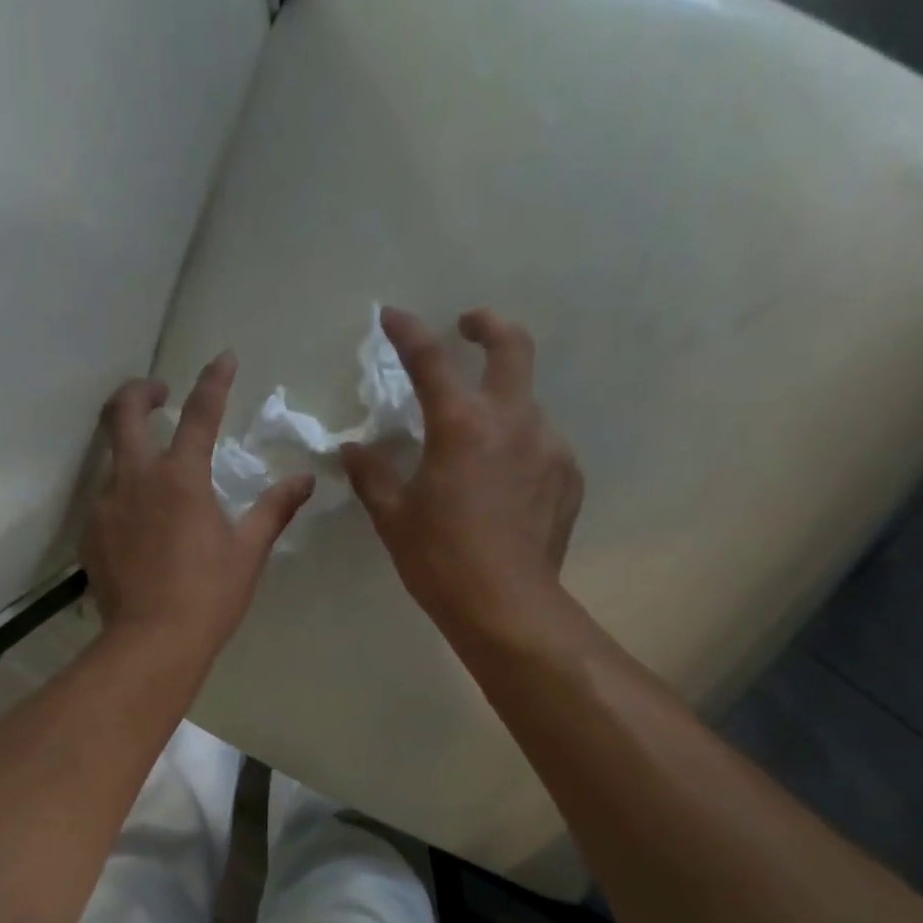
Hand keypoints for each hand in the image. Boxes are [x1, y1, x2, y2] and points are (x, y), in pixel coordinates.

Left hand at [84, 352, 313, 652]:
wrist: (153, 643)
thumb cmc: (209, 596)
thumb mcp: (248, 552)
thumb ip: (274, 510)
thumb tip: (303, 480)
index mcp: (181, 478)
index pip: (199, 413)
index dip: (214, 381)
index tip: (224, 358)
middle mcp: (136, 479)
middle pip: (123, 412)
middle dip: (140, 391)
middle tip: (157, 393)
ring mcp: (106, 506)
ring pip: (111, 461)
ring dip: (131, 454)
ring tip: (154, 479)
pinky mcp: (91, 536)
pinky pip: (105, 504)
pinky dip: (124, 501)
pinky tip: (139, 529)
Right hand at [342, 308, 581, 637]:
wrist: (506, 606)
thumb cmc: (440, 561)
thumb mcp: (395, 519)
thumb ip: (373, 476)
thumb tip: (353, 449)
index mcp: (461, 425)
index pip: (430, 361)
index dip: (408, 332)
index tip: (392, 316)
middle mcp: (513, 421)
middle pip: (512, 347)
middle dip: (488, 326)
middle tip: (470, 327)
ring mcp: (549, 447)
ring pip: (529, 404)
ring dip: (504, 406)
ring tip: (482, 443)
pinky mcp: (569, 477)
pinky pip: (544, 447)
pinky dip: (522, 450)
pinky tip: (508, 484)